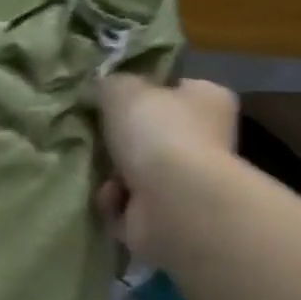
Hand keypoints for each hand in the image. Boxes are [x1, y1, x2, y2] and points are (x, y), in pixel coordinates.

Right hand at [96, 75, 237, 267]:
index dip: (141, 92)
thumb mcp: (123, 90)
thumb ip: (109, 84)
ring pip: (135, 172)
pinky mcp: (167, 215)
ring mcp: (187, 181)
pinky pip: (128, 204)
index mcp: (208, 100)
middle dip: (119, 140)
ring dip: (111, 174)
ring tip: (97, 171)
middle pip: (151, 134)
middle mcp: (205, 139)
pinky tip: (110, 198)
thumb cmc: (157, 134)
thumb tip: (97, 88)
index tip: (109, 100)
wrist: (172, 202)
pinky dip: (114, 202)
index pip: (174, 88)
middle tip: (93, 135)